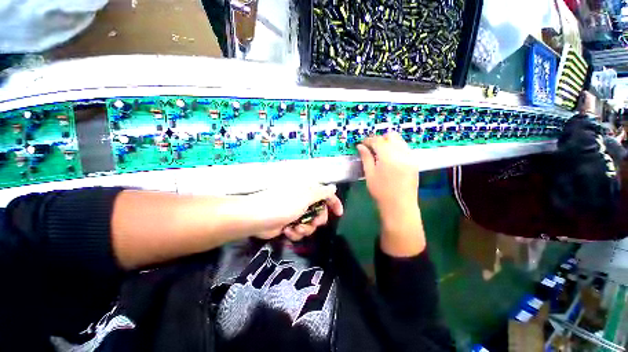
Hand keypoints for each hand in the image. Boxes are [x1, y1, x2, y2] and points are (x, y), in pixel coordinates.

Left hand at [248, 184, 343, 240]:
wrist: (257, 218)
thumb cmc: (283, 204)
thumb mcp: (306, 196)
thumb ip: (321, 192)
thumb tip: (333, 187)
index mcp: (307, 191)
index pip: (326, 194)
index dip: (334, 203)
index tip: (339, 214)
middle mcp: (303, 200)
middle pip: (320, 211)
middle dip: (317, 219)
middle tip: (313, 222)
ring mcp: (295, 213)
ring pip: (310, 224)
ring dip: (305, 228)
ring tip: (296, 228)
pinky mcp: (288, 224)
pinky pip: (300, 230)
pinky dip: (295, 232)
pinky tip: (287, 231)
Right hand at [357, 132, 424, 256]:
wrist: (400, 206)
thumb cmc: (381, 192)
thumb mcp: (369, 174)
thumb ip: (366, 158)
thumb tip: (360, 146)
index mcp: (388, 156)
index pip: (378, 140)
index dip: (368, 140)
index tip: (362, 143)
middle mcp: (402, 153)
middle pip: (391, 136)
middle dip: (380, 139)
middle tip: (372, 148)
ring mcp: (410, 157)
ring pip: (399, 141)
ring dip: (389, 143)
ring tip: (381, 153)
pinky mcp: (414, 162)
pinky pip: (405, 149)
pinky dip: (396, 149)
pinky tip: (390, 159)